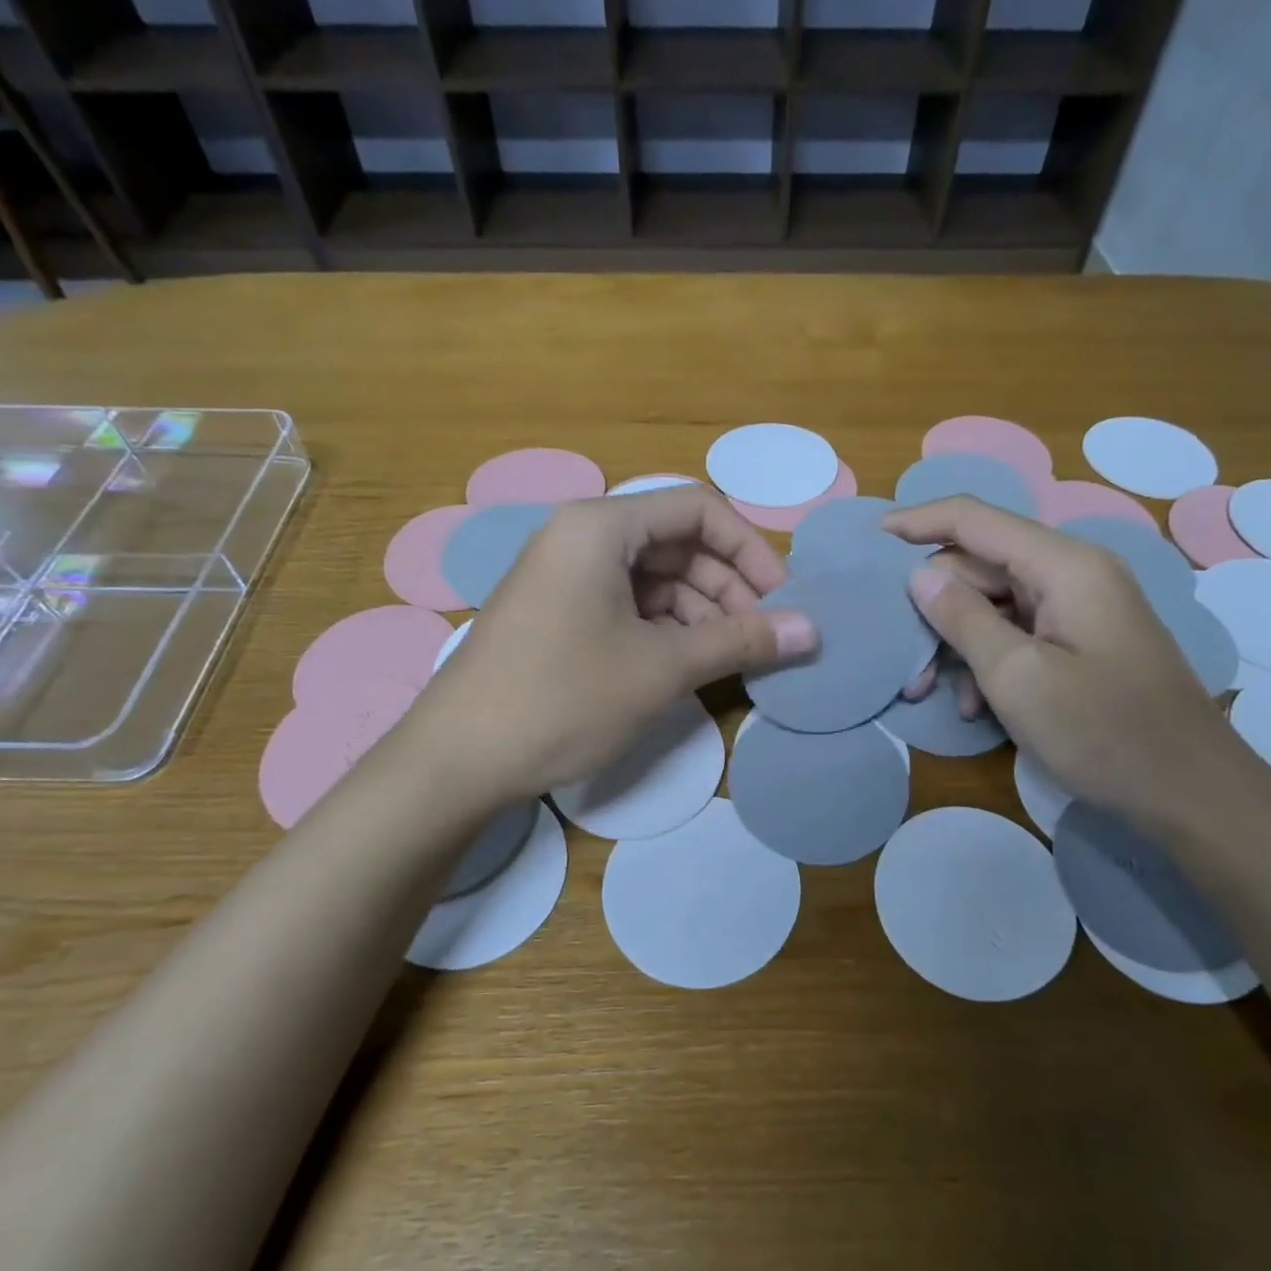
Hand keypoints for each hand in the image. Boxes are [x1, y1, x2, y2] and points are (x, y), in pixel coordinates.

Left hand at [406, 487, 812, 806]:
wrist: (457, 760)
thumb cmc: (562, 699)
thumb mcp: (661, 668)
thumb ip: (740, 641)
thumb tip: (813, 630)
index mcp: (601, 527)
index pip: (698, 509)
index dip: (750, 550)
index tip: (782, 599)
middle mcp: (581, 538)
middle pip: (677, 543)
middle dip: (728, 587)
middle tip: (763, 637)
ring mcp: (565, 577)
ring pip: (655, 579)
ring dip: (701, 613)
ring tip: (731, 659)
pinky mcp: (558, 614)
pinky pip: (627, 605)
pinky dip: (665, 630)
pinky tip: (688, 665)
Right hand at [884, 497, 1255, 830]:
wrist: (1192, 793)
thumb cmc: (1103, 732)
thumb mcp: (1017, 677)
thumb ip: (962, 619)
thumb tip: (918, 575)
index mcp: (1063, 565)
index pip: (974, 519)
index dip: (918, 522)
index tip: (869, 540)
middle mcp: (1072, 573)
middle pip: (980, 566)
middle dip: (933, 607)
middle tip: (897, 656)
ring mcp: (1079, 608)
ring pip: (994, 604)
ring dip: (955, 642)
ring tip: (925, 689)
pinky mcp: (1081, 642)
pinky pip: (1018, 634)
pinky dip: (987, 661)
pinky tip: (971, 705)